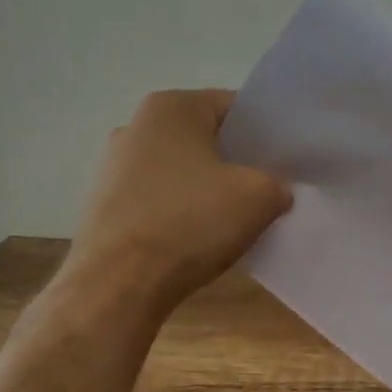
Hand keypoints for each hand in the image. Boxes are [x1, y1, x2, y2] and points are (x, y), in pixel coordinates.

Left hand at [66, 89, 290, 313]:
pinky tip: (196, 241)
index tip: (286, 164)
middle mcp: (135, 126)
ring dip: (207, 191)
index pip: (235, 108)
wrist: (119, 283)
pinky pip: (158, 201)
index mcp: (171, 107)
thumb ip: (278, 183)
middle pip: (205, 139)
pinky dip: (180, 214)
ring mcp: (113, 167)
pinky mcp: (104, 206)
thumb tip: (275, 191)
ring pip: (181, 172)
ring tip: (233, 222)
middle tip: (267, 192)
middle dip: (236, 163)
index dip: (266, 135)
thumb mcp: (259, 197)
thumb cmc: (190, 223)